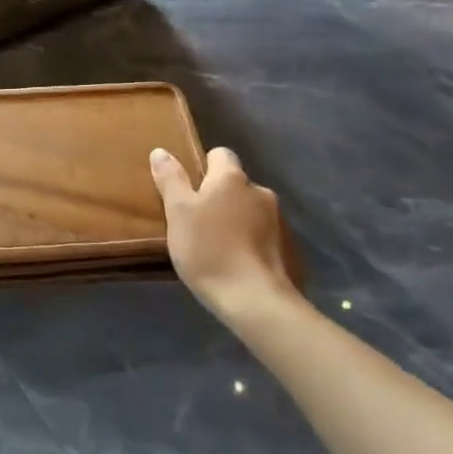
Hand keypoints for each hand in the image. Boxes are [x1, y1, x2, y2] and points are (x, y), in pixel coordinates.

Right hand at [150, 146, 299, 320]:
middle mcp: (260, 192)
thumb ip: (171, 179)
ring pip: (253, 212)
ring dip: (239, 222)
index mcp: (232, 178)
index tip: (190, 191)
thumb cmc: (209, 251)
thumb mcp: (177, 213)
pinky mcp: (292, 251)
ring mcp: (281, 222)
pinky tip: (241, 268)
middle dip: (221, 199)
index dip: (204, 168)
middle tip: (199, 224)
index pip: (220, 154)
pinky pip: (267, 239)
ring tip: (220, 250)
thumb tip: (161, 151)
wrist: (257, 302)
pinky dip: (254, 246)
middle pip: (236, 186)